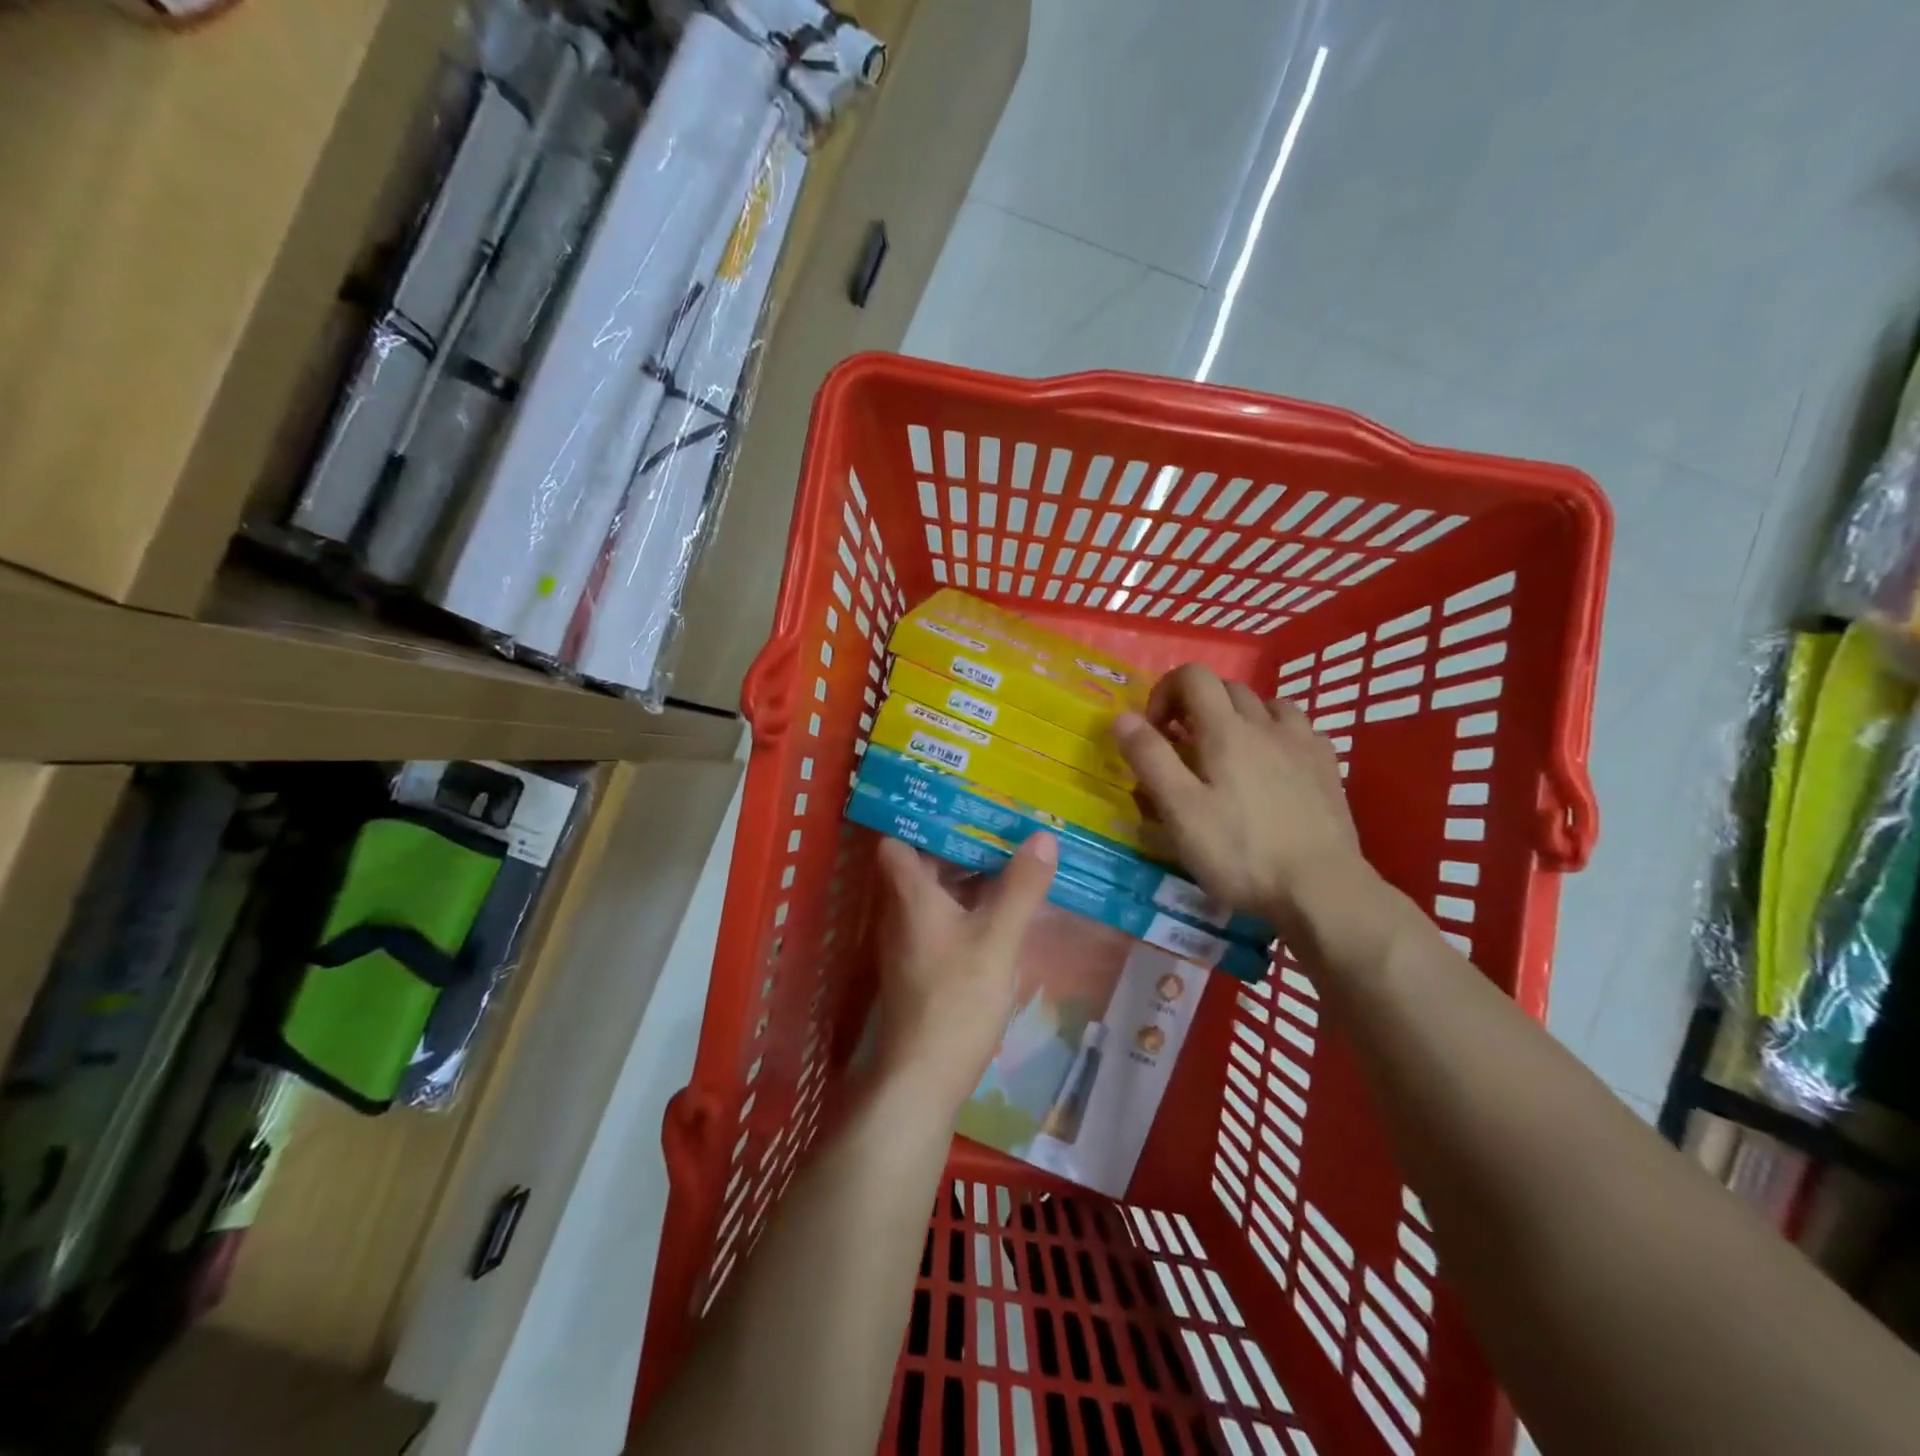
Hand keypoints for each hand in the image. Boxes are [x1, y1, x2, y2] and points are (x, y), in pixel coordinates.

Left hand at [871, 834, 1056, 1111]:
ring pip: (936, 893)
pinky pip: (945, 919)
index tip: (957, 797)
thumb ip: (1021, 888)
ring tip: (1010, 856)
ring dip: (968, 875)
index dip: (921, 816)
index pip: (897, 839)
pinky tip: (1003, 909)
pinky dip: (969, 906)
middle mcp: (901, 911)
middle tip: (999, 820)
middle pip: (923, 863)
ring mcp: (910, 941)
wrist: (922, 1079)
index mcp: (910, 894)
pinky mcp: (922, 967)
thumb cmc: (955, 999)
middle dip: (959, 841)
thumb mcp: (997, 939)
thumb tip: (1043, 836)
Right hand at [1114, 664, 1372, 926]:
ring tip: (1228, 754)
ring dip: (1239, 716)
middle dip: (1197, 705)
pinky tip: (1273, 765)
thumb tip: (1123, 717)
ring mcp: (1303, 743)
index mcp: (1226, 730)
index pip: (1193, 676)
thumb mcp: (1180, 811)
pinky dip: (1276, 733)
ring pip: (1266, 704)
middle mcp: (1266, 724)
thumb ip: (1150, 758)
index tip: (1155, 731)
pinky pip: (1299, 729)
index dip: (1165, 691)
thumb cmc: (1240, 853)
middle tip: (1183, 748)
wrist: (1322, 889)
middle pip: (1227, 688)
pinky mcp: (1328, 767)